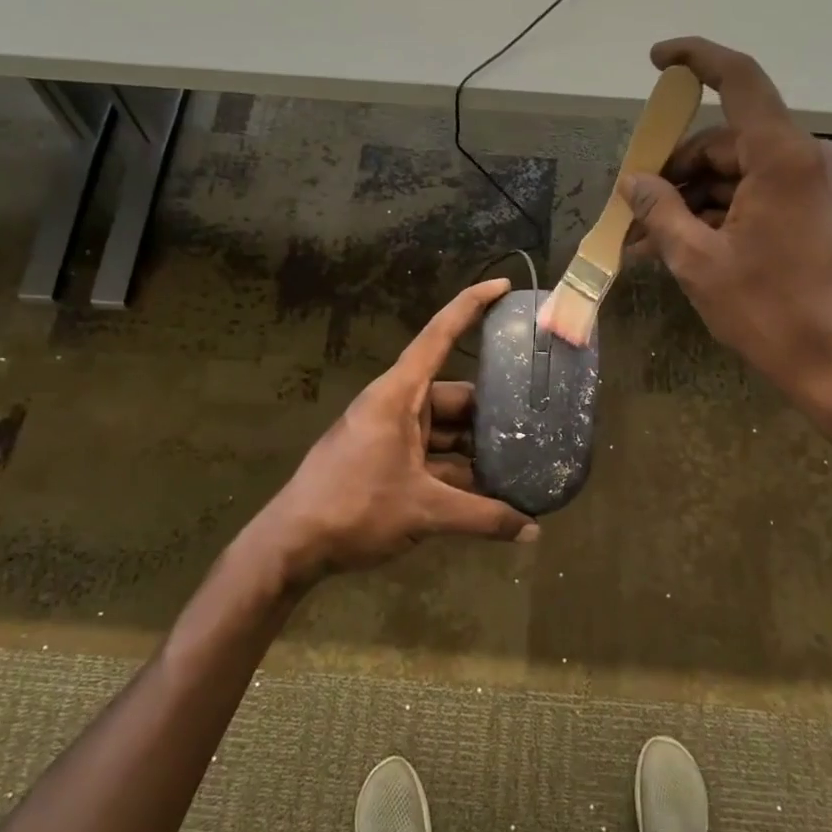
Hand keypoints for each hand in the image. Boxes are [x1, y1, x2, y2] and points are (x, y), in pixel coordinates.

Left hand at [259, 279, 537, 583]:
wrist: (292, 545)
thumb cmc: (354, 508)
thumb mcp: (424, 511)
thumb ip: (482, 517)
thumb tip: (534, 531)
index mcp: (399, 395)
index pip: (439, 336)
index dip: (471, 306)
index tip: (504, 286)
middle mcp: (396, 406)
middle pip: (454, 396)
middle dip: (492, 411)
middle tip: (538, 421)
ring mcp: (390, 434)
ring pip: (446, 431)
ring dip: (477, 449)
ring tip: (522, 461)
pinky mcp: (386, 461)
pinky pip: (432, 455)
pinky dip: (457, 470)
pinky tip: (489, 490)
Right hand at [624, 37, 831, 419]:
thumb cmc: (769, 312)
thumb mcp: (699, 262)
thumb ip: (660, 211)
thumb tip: (633, 181)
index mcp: (783, 157)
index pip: (739, 79)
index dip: (696, 59)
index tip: (657, 60)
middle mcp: (807, 158)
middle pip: (726, 142)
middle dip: (674, 171)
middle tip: (631, 209)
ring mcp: (816, 186)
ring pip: (738, 174)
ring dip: (691, 201)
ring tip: (646, 240)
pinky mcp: (818, 212)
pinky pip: (757, 196)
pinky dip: (719, 215)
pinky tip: (681, 246)